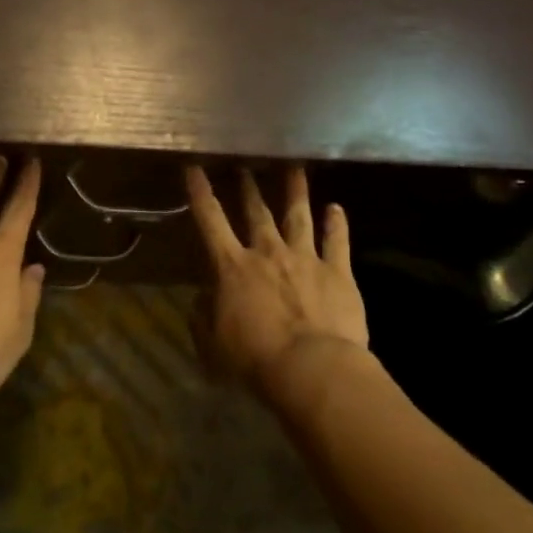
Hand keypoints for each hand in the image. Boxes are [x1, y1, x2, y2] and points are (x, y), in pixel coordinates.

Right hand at [185, 165, 368, 388]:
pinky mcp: (337, 272)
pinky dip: (337, 224)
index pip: (210, 220)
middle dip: (249, 186)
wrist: (312, 368)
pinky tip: (336, 208)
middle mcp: (268, 252)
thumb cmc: (256, 359)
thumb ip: (203, 319)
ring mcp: (305, 258)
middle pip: (257, 212)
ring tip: (295, 167)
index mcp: (233, 267)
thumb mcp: (213, 346)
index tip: (194, 165)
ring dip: (295, 191)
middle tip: (246, 164)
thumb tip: (200, 300)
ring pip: (299, 216)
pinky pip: (337, 242)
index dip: (200, 191)